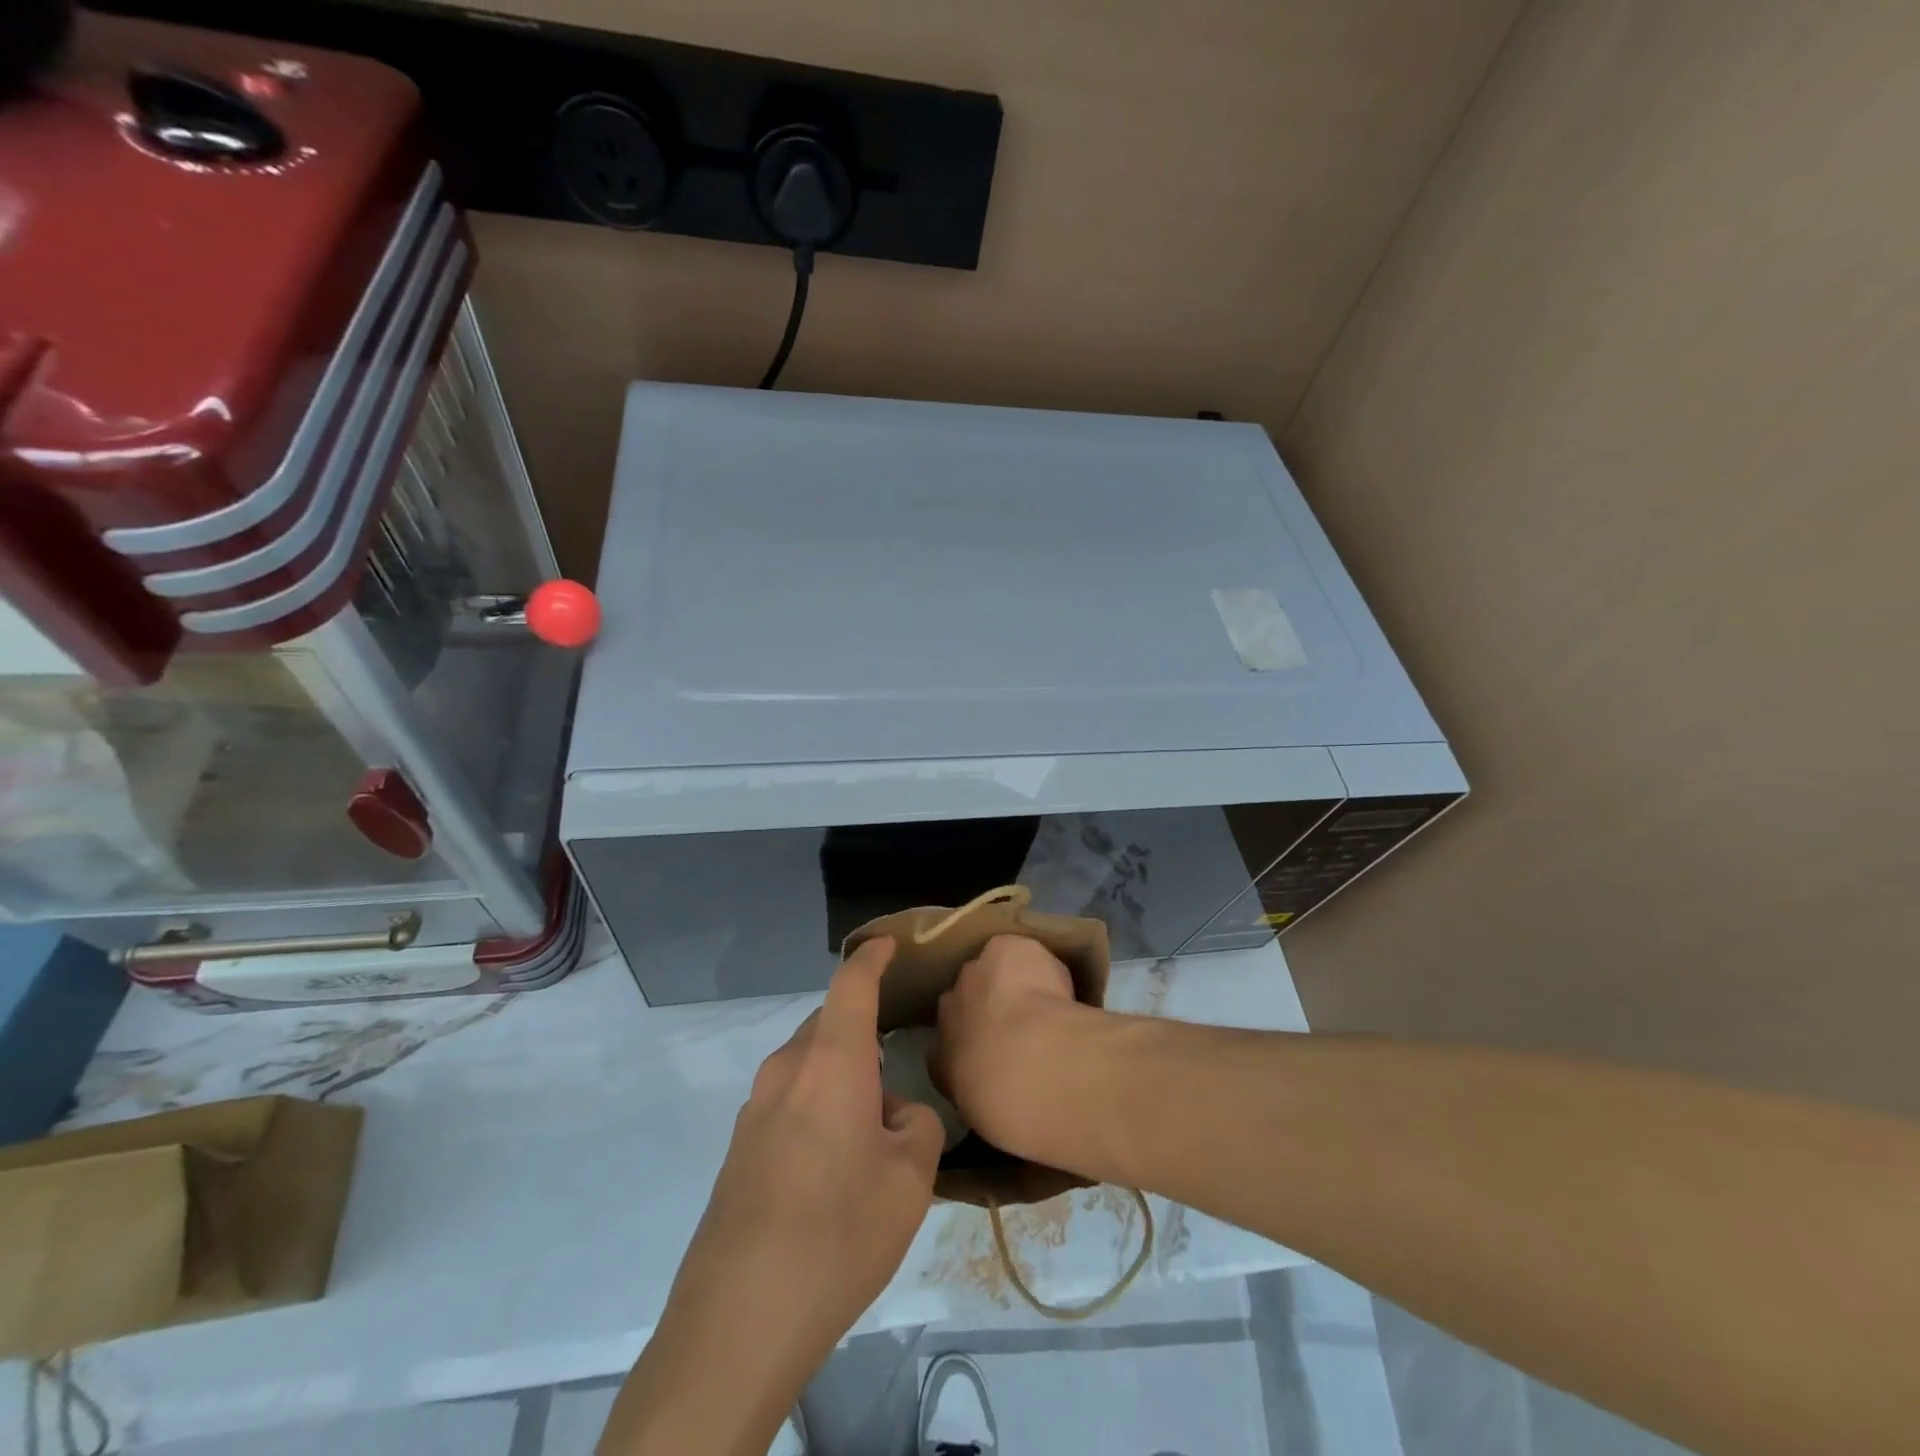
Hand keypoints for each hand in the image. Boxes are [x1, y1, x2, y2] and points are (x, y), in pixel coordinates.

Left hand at [641, 939, 942, 1423]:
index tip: (891, 944)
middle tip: (896, 1061)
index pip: (852, 984)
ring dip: (840, 1076)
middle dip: (862, 1031)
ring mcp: (755, 1108)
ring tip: (871, 1125)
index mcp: (830, 1061)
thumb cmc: (838, 1230)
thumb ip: (917, 1125)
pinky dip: (817, 1106)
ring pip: (808, 1065)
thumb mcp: (910, 1179)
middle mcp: (787, 1069)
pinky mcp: (739, 1147)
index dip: (873, 957)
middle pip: (829, 1025)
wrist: (739, 1317)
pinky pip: (789, 1101)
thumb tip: (894, 1113)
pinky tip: (833, 1163)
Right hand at [935, 933, 1093, 1160]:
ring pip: (990, 972)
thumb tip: (1002, 1093)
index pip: (947, 1046)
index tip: (998, 1055)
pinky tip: (1057, 982)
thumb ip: (989, 1097)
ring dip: (1010, 983)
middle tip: (1022, 1027)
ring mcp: (972, 974)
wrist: (1027, 1064)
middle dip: (988, 1008)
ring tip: (1045, 1002)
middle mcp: (947, 1011)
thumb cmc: (1009, 1107)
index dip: (973, 1045)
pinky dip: (1036, 963)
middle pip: (965, 1000)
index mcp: (940, 1059)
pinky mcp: (1001, 949)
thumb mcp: (991, 1119)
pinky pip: (1018, 952)